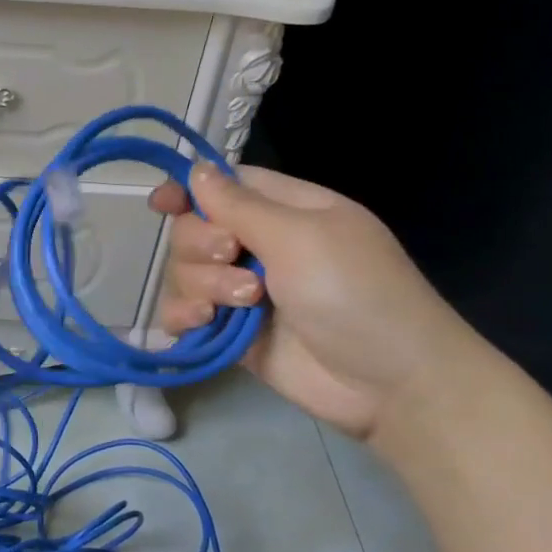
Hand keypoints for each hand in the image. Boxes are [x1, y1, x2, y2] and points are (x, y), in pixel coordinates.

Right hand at [149, 164, 483, 439]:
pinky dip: (184, 314)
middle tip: (233, 258)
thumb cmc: (355, 292)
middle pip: (195, 229)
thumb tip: (196, 169)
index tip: (162, 203)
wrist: (389, 382)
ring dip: (202, 283)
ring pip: (185, 271)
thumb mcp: (300, 236)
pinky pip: (185, 313)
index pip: (224, 186)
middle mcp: (261, 246)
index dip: (190, 190)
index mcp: (286, 211)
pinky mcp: (232, 332)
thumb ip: (239, 205)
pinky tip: (202, 322)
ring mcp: (244, 291)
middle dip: (202, 244)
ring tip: (243, 305)